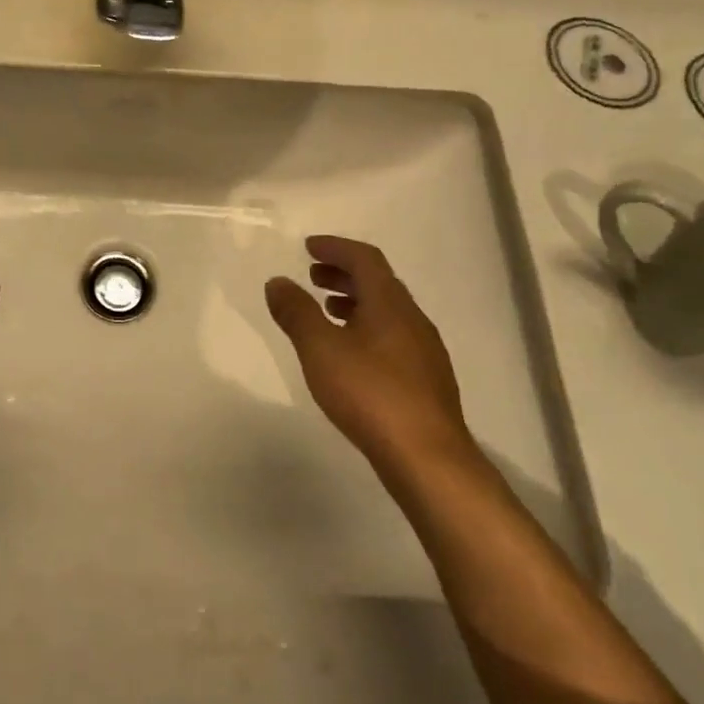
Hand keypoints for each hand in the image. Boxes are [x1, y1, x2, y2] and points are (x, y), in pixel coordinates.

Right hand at [265, 235, 474, 481]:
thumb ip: (297, 312)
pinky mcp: (425, 379)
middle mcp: (412, 318)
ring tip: (327, 311)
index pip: (365, 259)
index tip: (309, 247)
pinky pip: (392, 336)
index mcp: (390, 303)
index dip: (336, 248)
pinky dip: (366, 328)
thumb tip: (278, 281)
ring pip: (386, 311)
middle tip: (312, 276)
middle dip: (344, 274)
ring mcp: (424, 350)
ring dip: (355, 302)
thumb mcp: (320, 349)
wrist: (426, 456)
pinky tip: (350, 354)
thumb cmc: (370, 393)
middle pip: (378, 283)